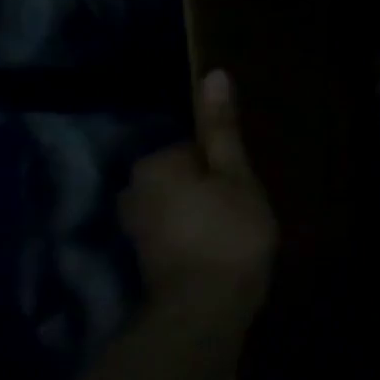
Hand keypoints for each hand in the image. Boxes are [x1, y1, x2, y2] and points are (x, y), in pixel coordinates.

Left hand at [119, 70, 277, 310]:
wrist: (206, 305)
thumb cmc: (231, 231)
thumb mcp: (237, 174)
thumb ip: (223, 128)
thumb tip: (214, 73)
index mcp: (155, 164)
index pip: (197, 148)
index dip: (228, 167)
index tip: (247, 189)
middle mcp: (132, 189)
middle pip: (185, 175)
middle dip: (212, 188)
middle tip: (245, 211)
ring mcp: (133, 225)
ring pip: (180, 203)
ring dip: (203, 212)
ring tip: (236, 233)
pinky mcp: (142, 254)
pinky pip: (175, 229)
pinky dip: (195, 235)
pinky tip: (217, 251)